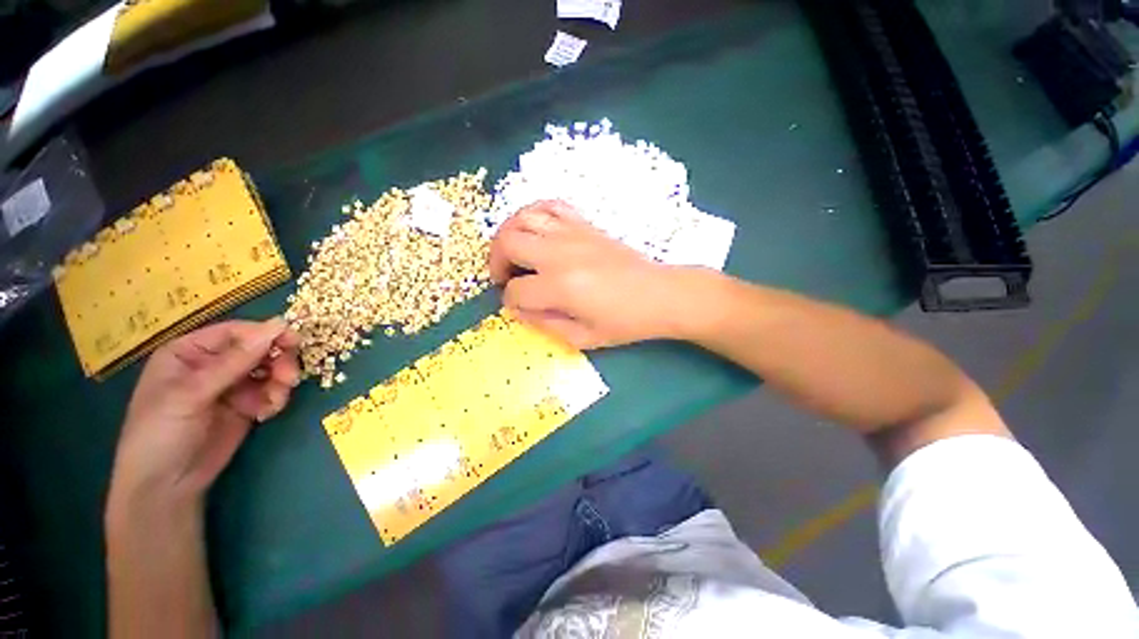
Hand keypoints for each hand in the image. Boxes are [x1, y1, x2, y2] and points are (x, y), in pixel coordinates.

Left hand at [108, 319, 300, 510]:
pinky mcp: (246, 406)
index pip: (236, 333)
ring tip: (276, 401)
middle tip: (289, 377)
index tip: (294, 341)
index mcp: (190, 352)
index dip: (265, 334)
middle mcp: (213, 365)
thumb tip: (278, 325)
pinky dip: (276, 399)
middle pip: (258, 349)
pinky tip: (267, 413)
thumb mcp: (192, 394)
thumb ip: (235, 361)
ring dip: (280, 382)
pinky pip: (271, 392)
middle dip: (278, 360)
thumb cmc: (161, 432)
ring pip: (270, 370)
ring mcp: (231, 386)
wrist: (165, 487)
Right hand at [489, 200, 684, 348]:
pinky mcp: (585, 224)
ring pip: (523, 218)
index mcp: (561, 287)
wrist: (659, 295)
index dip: (509, 301)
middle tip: (504, 276)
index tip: (517, 305)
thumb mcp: (583, 338)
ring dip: (508, 235)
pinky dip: (534, 213)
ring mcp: (573, 234)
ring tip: (513, 253)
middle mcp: (561, 254)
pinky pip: (551, 205)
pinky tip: (534, 230)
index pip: (515, 291)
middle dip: (496, 261)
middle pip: (508, 243)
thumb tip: (518, 309)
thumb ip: (544, 325)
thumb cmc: (624, 322)